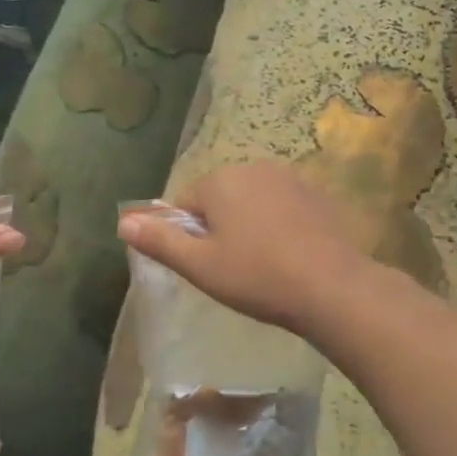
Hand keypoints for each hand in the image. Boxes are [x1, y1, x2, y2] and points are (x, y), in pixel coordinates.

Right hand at [118, 161, 367, 334]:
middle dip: (220, 227)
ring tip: (263, 264)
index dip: (189, 237)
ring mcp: (290, 178)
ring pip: (253, 201)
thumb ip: (160, 241)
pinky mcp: (318, 195)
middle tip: (233, 268)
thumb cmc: (257, 276)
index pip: (185, 204)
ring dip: (250, 224)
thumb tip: (123, 221)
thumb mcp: (200, 265)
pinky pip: (283, 206)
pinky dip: (280, 225)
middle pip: (220, 198)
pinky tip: (290, 255)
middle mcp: (253, 167)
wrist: (333, 287)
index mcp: (220, 181)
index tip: (206, 266)